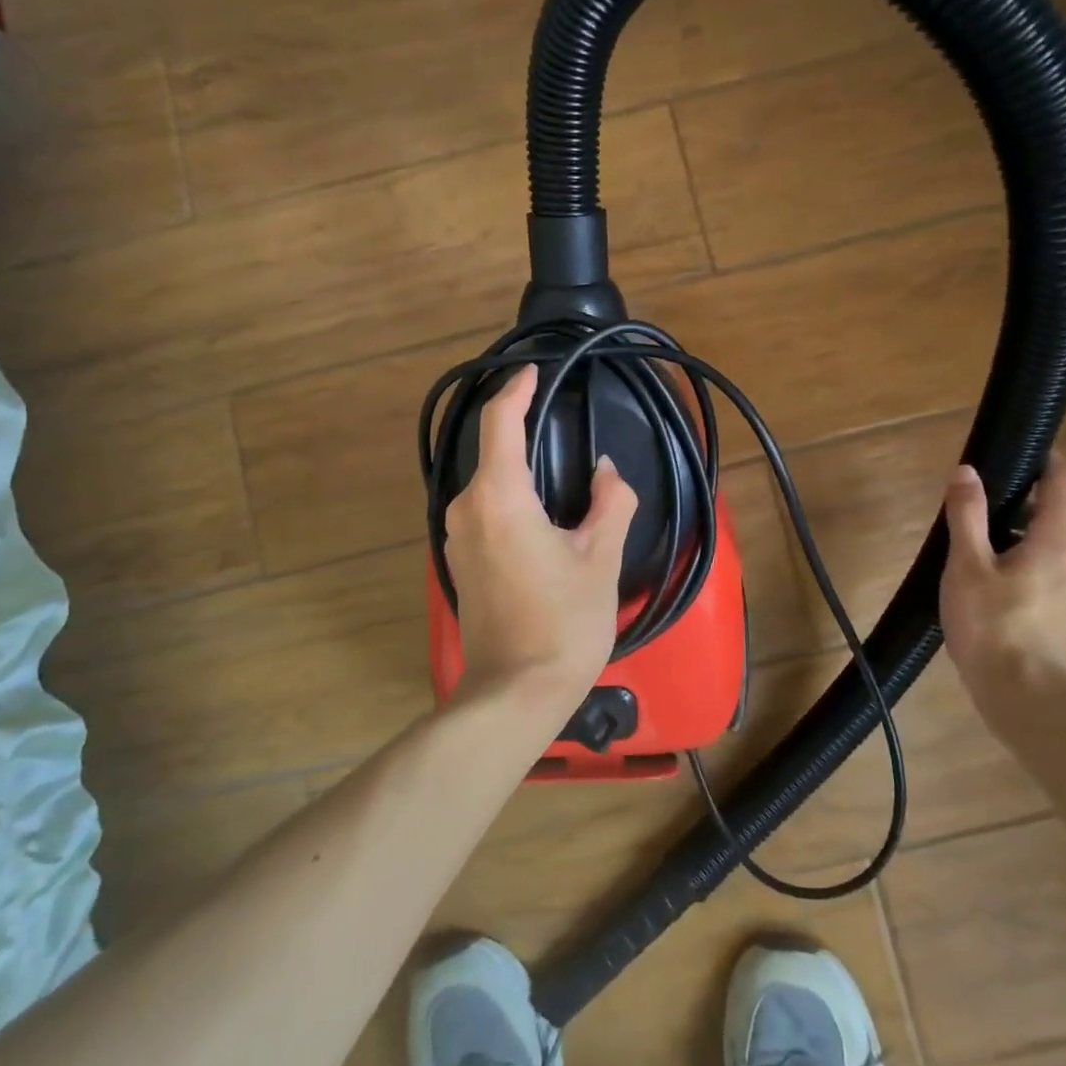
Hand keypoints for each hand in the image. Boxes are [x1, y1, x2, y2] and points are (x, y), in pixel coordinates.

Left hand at [443, 365, 639, 713]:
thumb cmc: (562, 623)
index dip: (518, 391)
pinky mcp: (459, 562)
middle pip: (488, 451)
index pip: (500, 422)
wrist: (514, 693)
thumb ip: (609, 503)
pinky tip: (536, 509)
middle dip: (518, 428)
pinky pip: (482, 510)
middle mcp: (466, 509)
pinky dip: (506, 495)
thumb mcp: (599, 559)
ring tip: (551, 463)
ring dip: (513, 466)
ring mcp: (455, 538)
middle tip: (554, 416)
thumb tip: (605, 472)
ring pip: (484, 483)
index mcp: (499, 498)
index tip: (535, 373)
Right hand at [939, 454, 1065, 718]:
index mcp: (1054, 541)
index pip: (1064, 482)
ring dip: (1012, 535)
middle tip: (972, 502)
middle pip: (1051, 514)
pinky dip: (1014, 563)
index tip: (1019, 448)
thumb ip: (967, 515)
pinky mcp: (1058, 615)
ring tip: (968, 544)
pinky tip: (981, 583)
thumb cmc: (992, 624)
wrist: (1022, 695)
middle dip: (1016, 500)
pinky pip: (1038, 573)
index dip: (1046, 458)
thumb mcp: (967, 564)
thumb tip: (967, 471)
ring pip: (1043, 546)